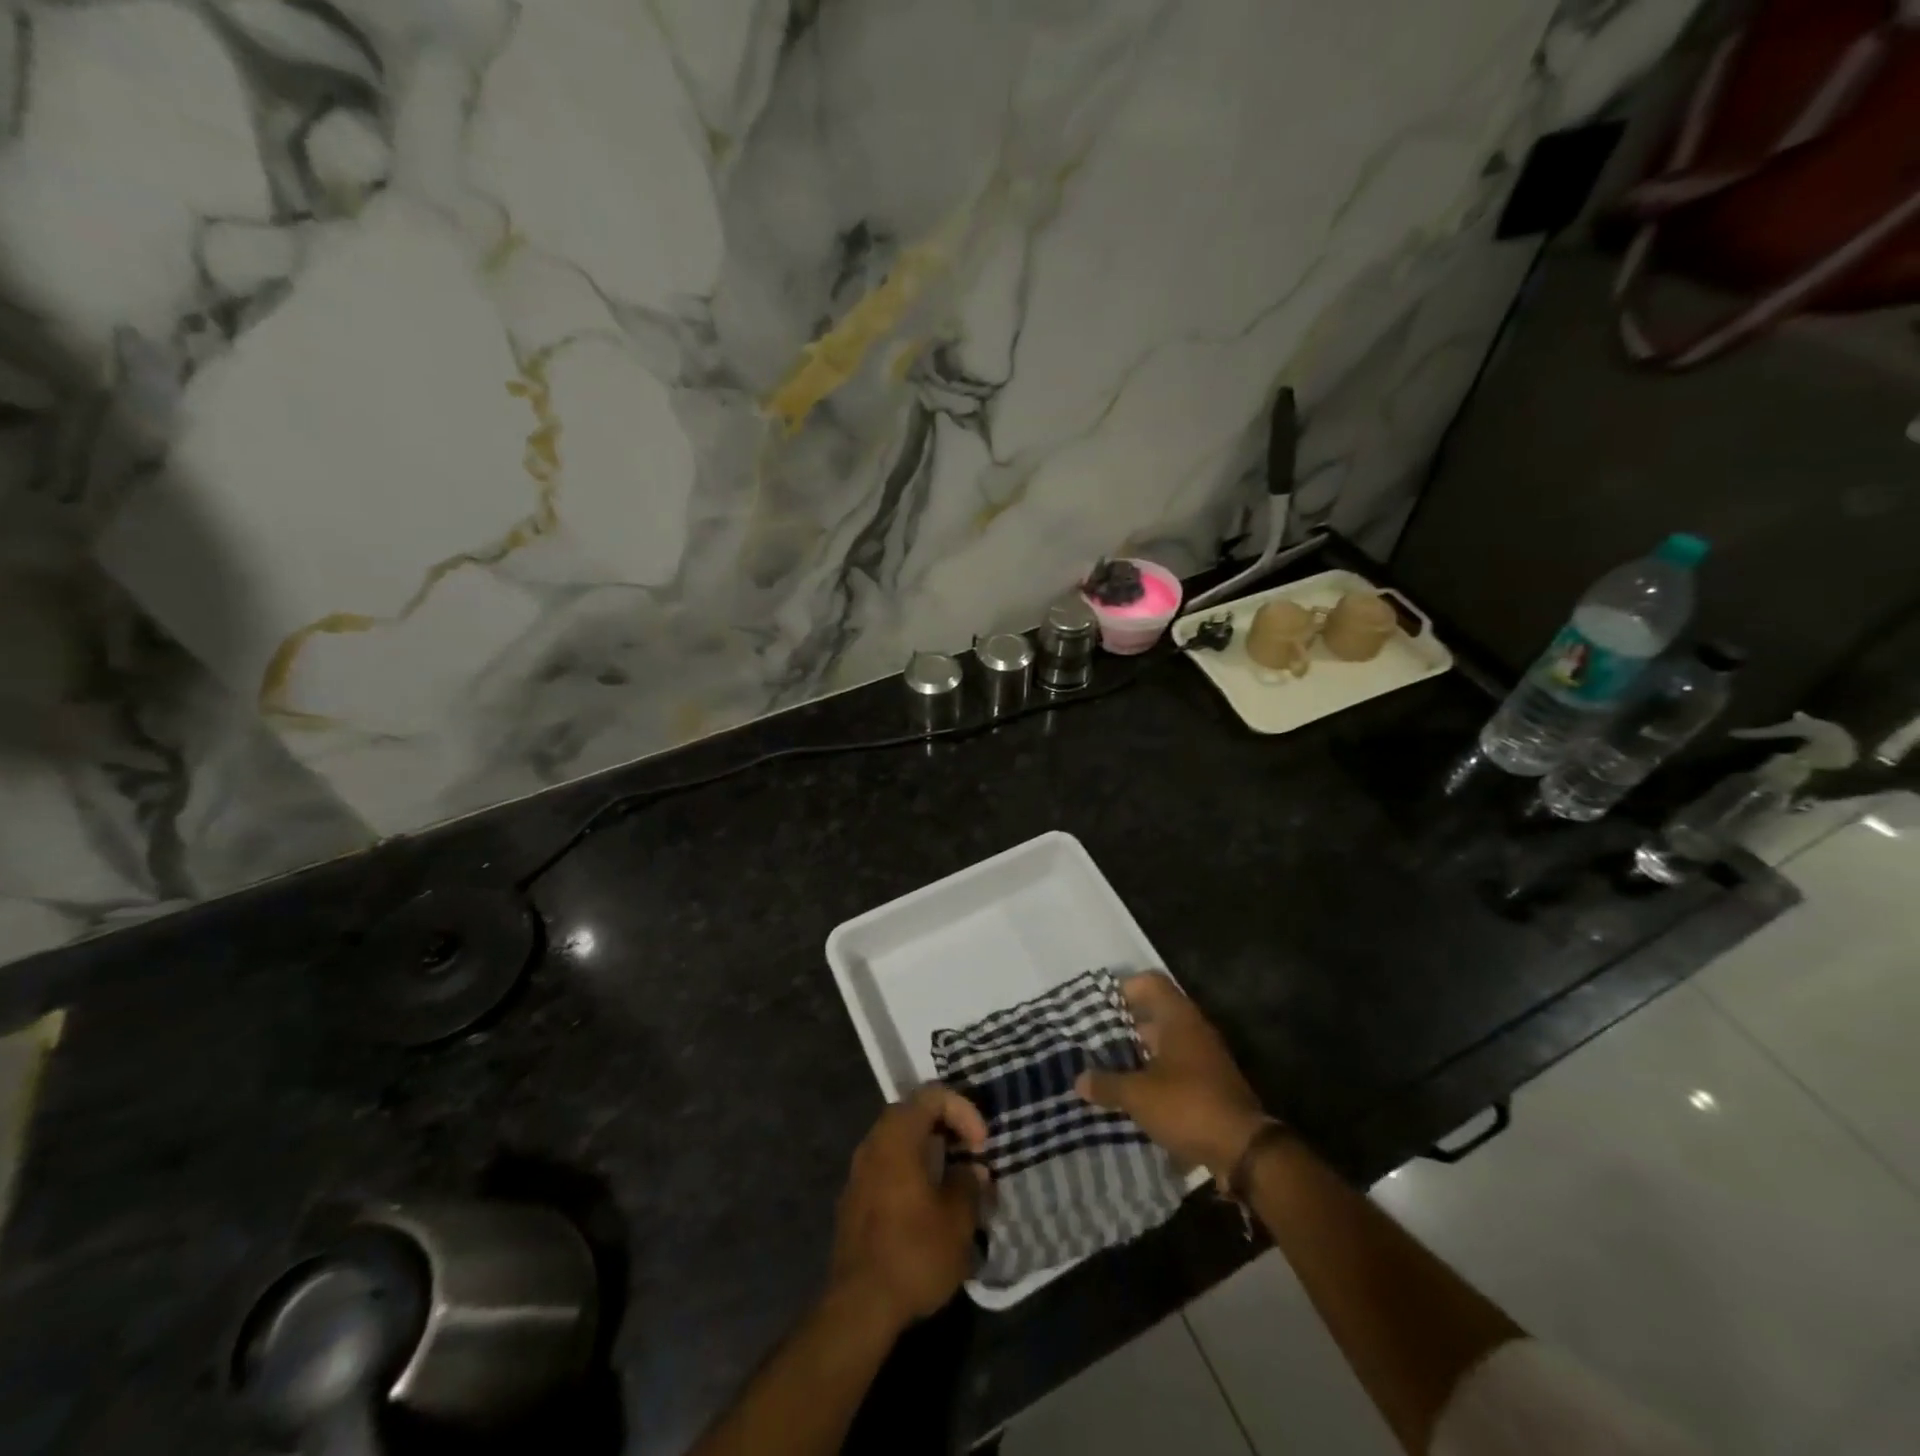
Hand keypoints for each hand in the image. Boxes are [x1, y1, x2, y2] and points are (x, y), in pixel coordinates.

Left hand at [830, 1085, 989, 1331]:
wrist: (859, 1307)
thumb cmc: (914, 1253)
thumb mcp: (957, 1220)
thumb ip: (968, 1184)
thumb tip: (970, 1170)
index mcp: (897, 1136)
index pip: (932, 1095)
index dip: (963, 1110)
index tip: (981, 1145)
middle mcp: (873, 1144)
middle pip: (911, 1113)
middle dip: (945, 1126)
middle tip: (969, 1153)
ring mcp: (858, 1172)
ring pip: (897, 1142)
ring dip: (927, 1151)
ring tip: (952, 1180)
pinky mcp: (853, 1201)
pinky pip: (886, 1168)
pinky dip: (909, 1172)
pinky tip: (927, 1206)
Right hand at [1076, 973, 1270, 1181]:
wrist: (1245, 1150)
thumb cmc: (1188, 1106)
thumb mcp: (1139, 1095)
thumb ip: (1107, 1084)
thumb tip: (1079, 1079)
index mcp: (1178, 1018)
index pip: (1150, 983)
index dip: (1123, 988)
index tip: (1098, 1006)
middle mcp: (1194, 1030)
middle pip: (1155, 1014)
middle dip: (1124, 1026)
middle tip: (1094, 1039)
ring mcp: (1205, 1058)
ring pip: (1164, 1044)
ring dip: (1138, 1054)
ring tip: (1107, 1069)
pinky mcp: (1209, 1085)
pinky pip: (1175, 1069)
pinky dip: (1154, 1076)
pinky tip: (1133, 1095)